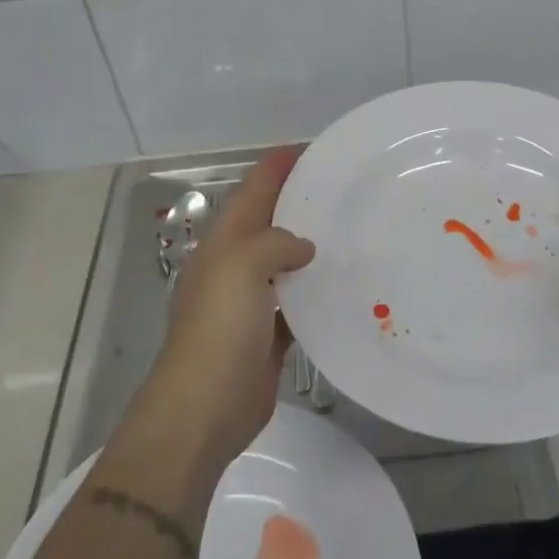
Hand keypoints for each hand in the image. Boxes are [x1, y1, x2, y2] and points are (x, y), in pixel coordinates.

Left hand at [144, 147, 315, 468]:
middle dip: (300, 201)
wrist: (204, 408)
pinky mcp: (270, 334)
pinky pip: (298, 301)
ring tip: (353, 228)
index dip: (278, 167)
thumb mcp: (241, 267)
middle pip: (270, 222)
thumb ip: (273, 243)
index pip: (252, 191)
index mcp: (224, 243)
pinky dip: (318, 289)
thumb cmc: (219, 330)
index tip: (313, 150)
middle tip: (344, 187)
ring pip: (286, 261)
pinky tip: (346, 283)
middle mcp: (236, 265)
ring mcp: (252, 301)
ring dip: (312, 244)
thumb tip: (303, 247)